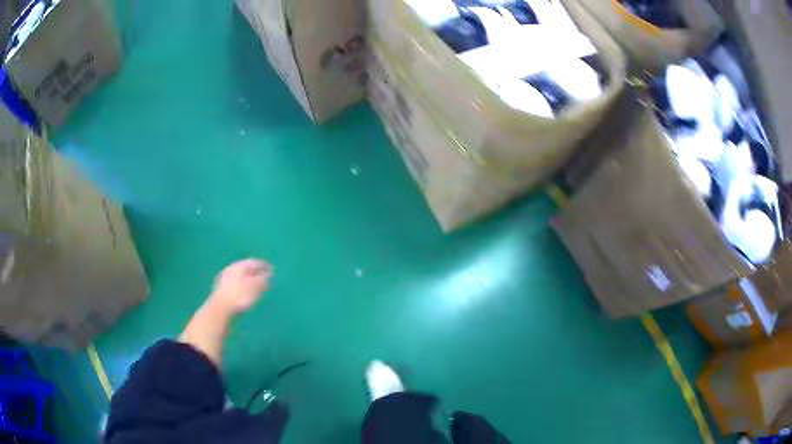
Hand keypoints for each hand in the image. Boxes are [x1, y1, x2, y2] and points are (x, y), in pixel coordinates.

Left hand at [209, 259, 272, 314]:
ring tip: (256, 288)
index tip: (272, 270)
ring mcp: (224, 279)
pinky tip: (244, 295)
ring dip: (248, 281)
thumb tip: (269, 273)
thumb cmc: (240, 296)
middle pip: (246, 269)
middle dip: (256, 273)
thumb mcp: (256, 286)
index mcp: (240, 265)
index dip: (264, 266)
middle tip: (265, 279)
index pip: (254, 262)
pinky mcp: (221, 290)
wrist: (220, 308)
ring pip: (240, 277)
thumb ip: (263, 279)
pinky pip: (235, 285)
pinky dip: (242, 287)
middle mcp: (231, 269)